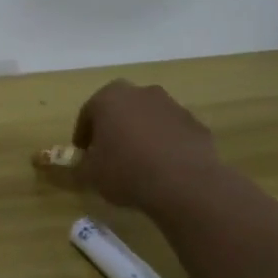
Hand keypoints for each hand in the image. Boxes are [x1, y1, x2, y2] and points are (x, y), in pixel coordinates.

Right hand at [71, 80, 221, 216]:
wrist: (185, 184)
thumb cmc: (126, 171)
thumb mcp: (90, 174)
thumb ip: (81, 165)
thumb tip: (83, 165)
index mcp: (109, 98)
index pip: (88, 113)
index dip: (84, 134)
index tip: (84, 152)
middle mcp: (141, 93)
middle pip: (120, 109)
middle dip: (114, 127)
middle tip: (110, 152)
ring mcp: (172, 106)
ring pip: (148, 118)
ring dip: (141, 134)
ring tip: (138, 162)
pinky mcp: (196, 124)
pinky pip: (171, 132)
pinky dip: (165, 144)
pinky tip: (163, 167)